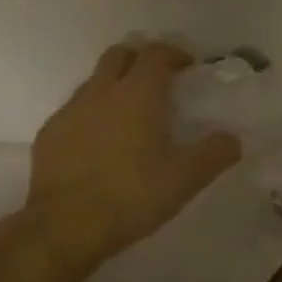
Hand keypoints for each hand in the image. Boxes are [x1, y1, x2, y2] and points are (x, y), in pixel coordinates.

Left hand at [19, 41, 240, 267]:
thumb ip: (214, 153)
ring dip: (115, 87)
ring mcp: (69, 112)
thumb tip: (232, 139)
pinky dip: (93, 115)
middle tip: (159, 83)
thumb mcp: (185, 179)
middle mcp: (101, 93)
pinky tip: (101, 145)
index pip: (156, 53)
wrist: (64, 227)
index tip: (188, 68)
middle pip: (119, 55)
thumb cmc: (131, 196)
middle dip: (140, 60)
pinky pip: (75, 111)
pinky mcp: (49, 135)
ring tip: (131, 118)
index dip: (174, 54)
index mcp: (137, 95)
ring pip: (94, 82)